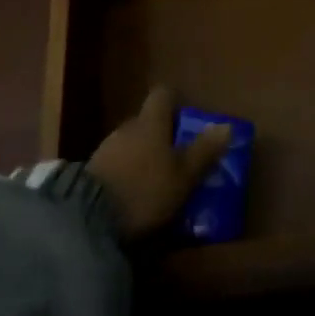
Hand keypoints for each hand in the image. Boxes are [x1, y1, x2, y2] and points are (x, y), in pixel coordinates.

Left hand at [86, 87, 230, 237]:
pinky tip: (133, 194)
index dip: (175, 101)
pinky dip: (126, 173)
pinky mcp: (90, 174)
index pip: (163, 95)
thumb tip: (227, 125)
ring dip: (142, 155)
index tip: (187, 116)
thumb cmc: (145, 190)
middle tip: (177, 156)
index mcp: (151, 122)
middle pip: (146, 121)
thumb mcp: (183, 175)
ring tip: (156, 180)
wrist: (87, 219)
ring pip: (130, 143)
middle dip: (160, 134)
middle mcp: (127, 128)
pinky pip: (115, 164)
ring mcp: (105, 149)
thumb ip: (204, 151)